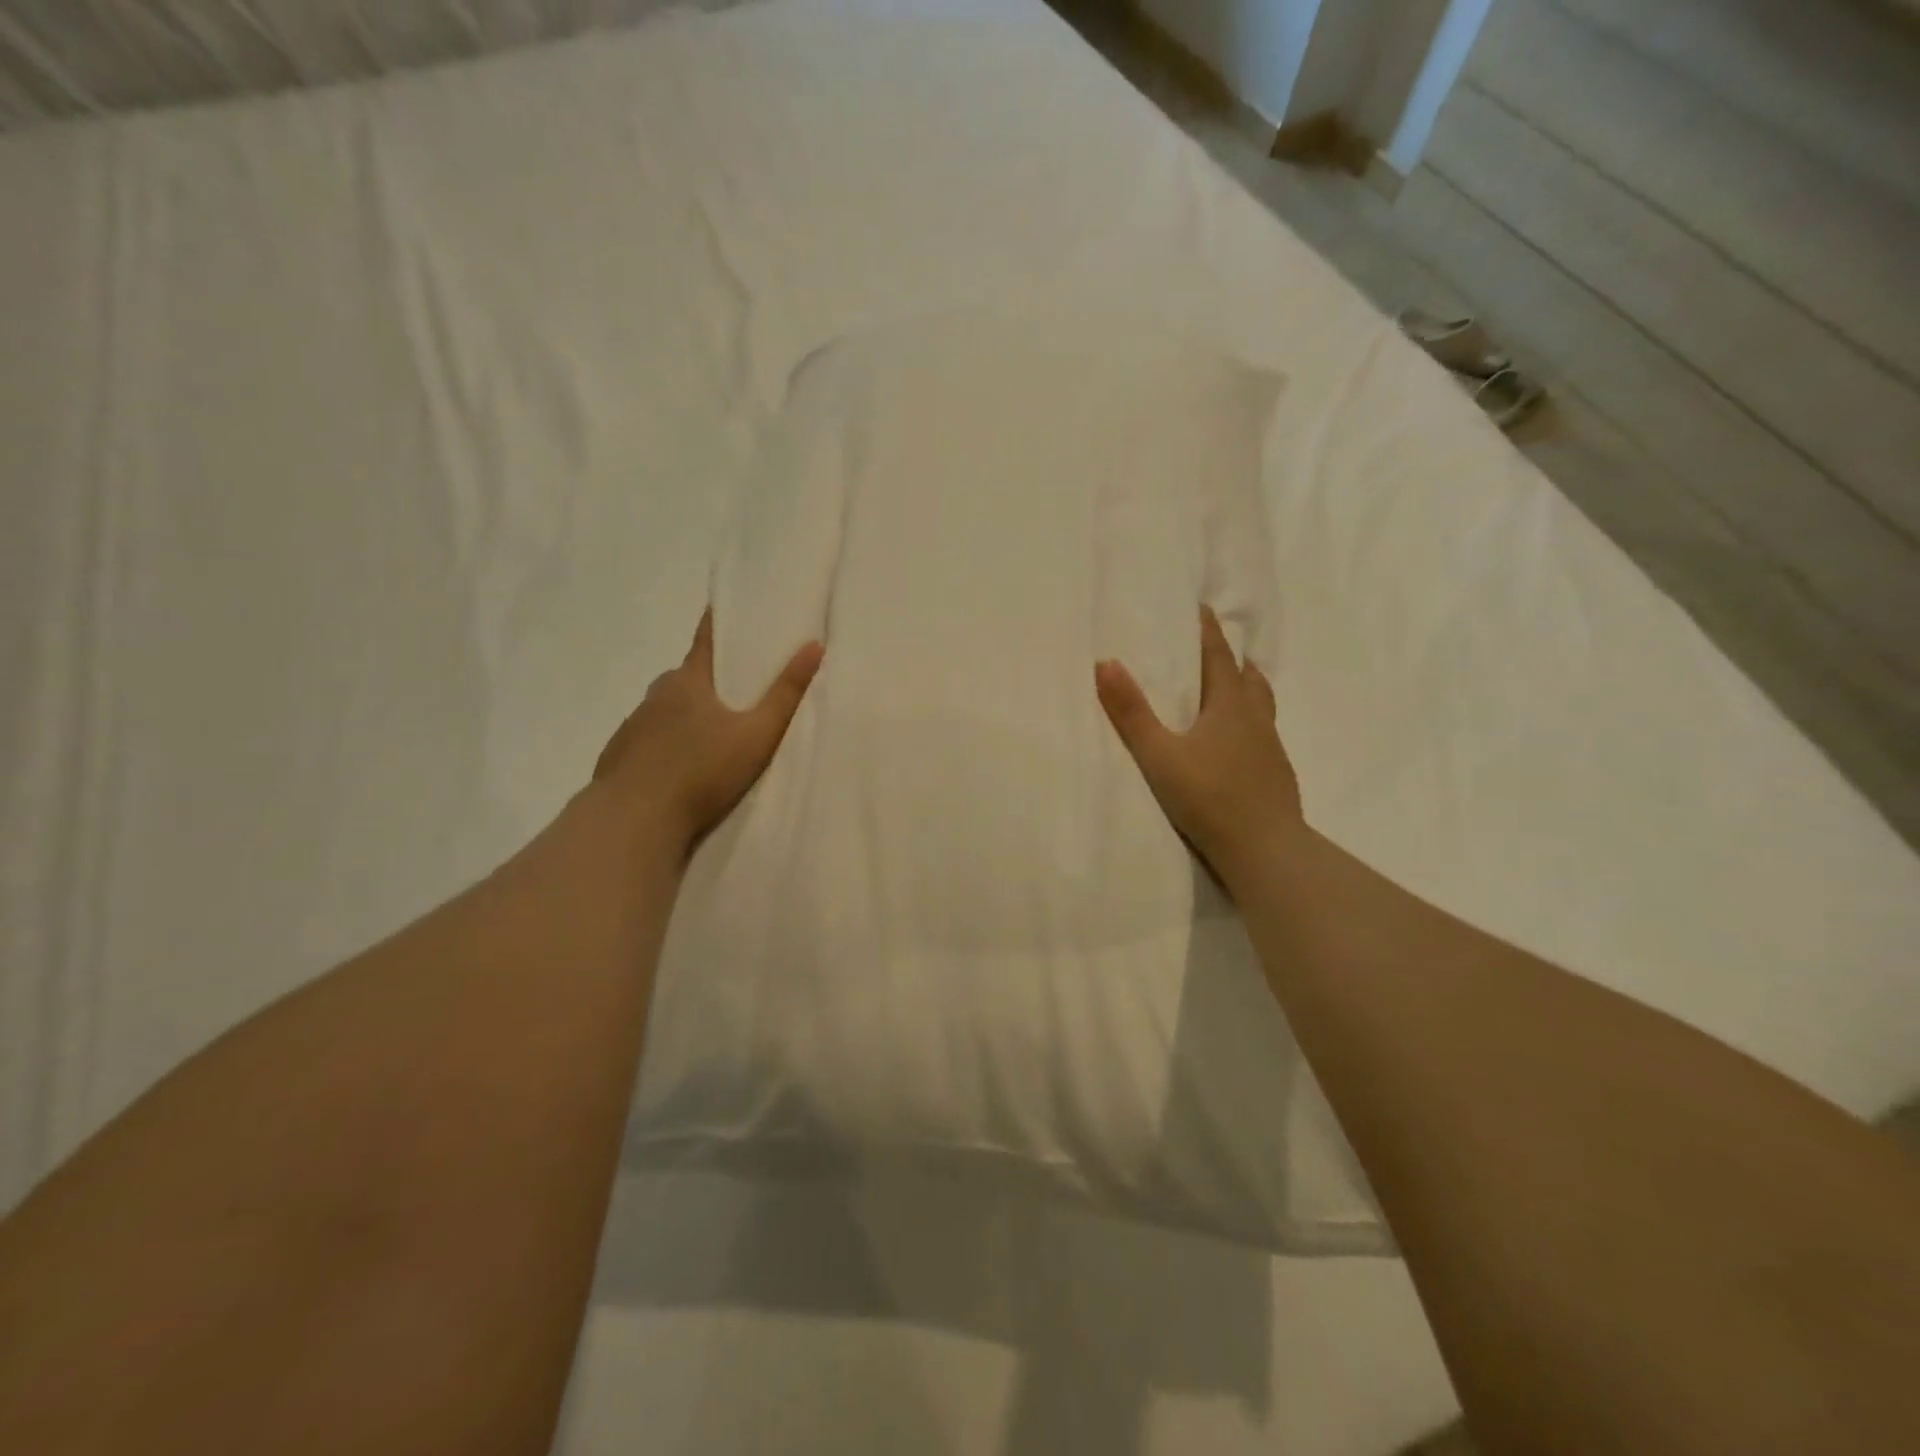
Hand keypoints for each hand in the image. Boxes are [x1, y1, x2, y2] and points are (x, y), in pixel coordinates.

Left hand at [594, 609, 823, 853]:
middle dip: (710, 679)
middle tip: (738, 691)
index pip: (706, 639)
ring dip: (687, 714)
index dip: (719, 622)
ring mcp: (633, 725)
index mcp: (689, 680)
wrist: (634, 820)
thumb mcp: (757, 734)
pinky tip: (680, 765)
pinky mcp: (619, 755)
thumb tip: (814, 646)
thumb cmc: (701, 772)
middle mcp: (656, 694)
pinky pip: (648, 739)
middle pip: (687, 676)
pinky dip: (666, 743)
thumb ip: (786, 694)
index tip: (730, 611)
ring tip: (712, 736)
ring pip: (666, 709)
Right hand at [1095, 606, 1302, 882]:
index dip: (1208, 632)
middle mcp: (1255, 720)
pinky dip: (1251, 724)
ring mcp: (1270, 749)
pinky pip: (1264, 735)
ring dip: (1248, 689)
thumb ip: (1131, 713)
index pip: (1219, 658)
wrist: (1265, 850)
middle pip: (1247, 679)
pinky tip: (1240, 743)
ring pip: (1261, 706)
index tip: (1202, 608)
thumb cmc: (1209, 797)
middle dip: (1232, 659)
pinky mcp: (1276, 776)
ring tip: (1238, 686)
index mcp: (1229, 707)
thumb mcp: (1159, 755)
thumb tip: (1105, 663)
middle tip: (1219, 648)